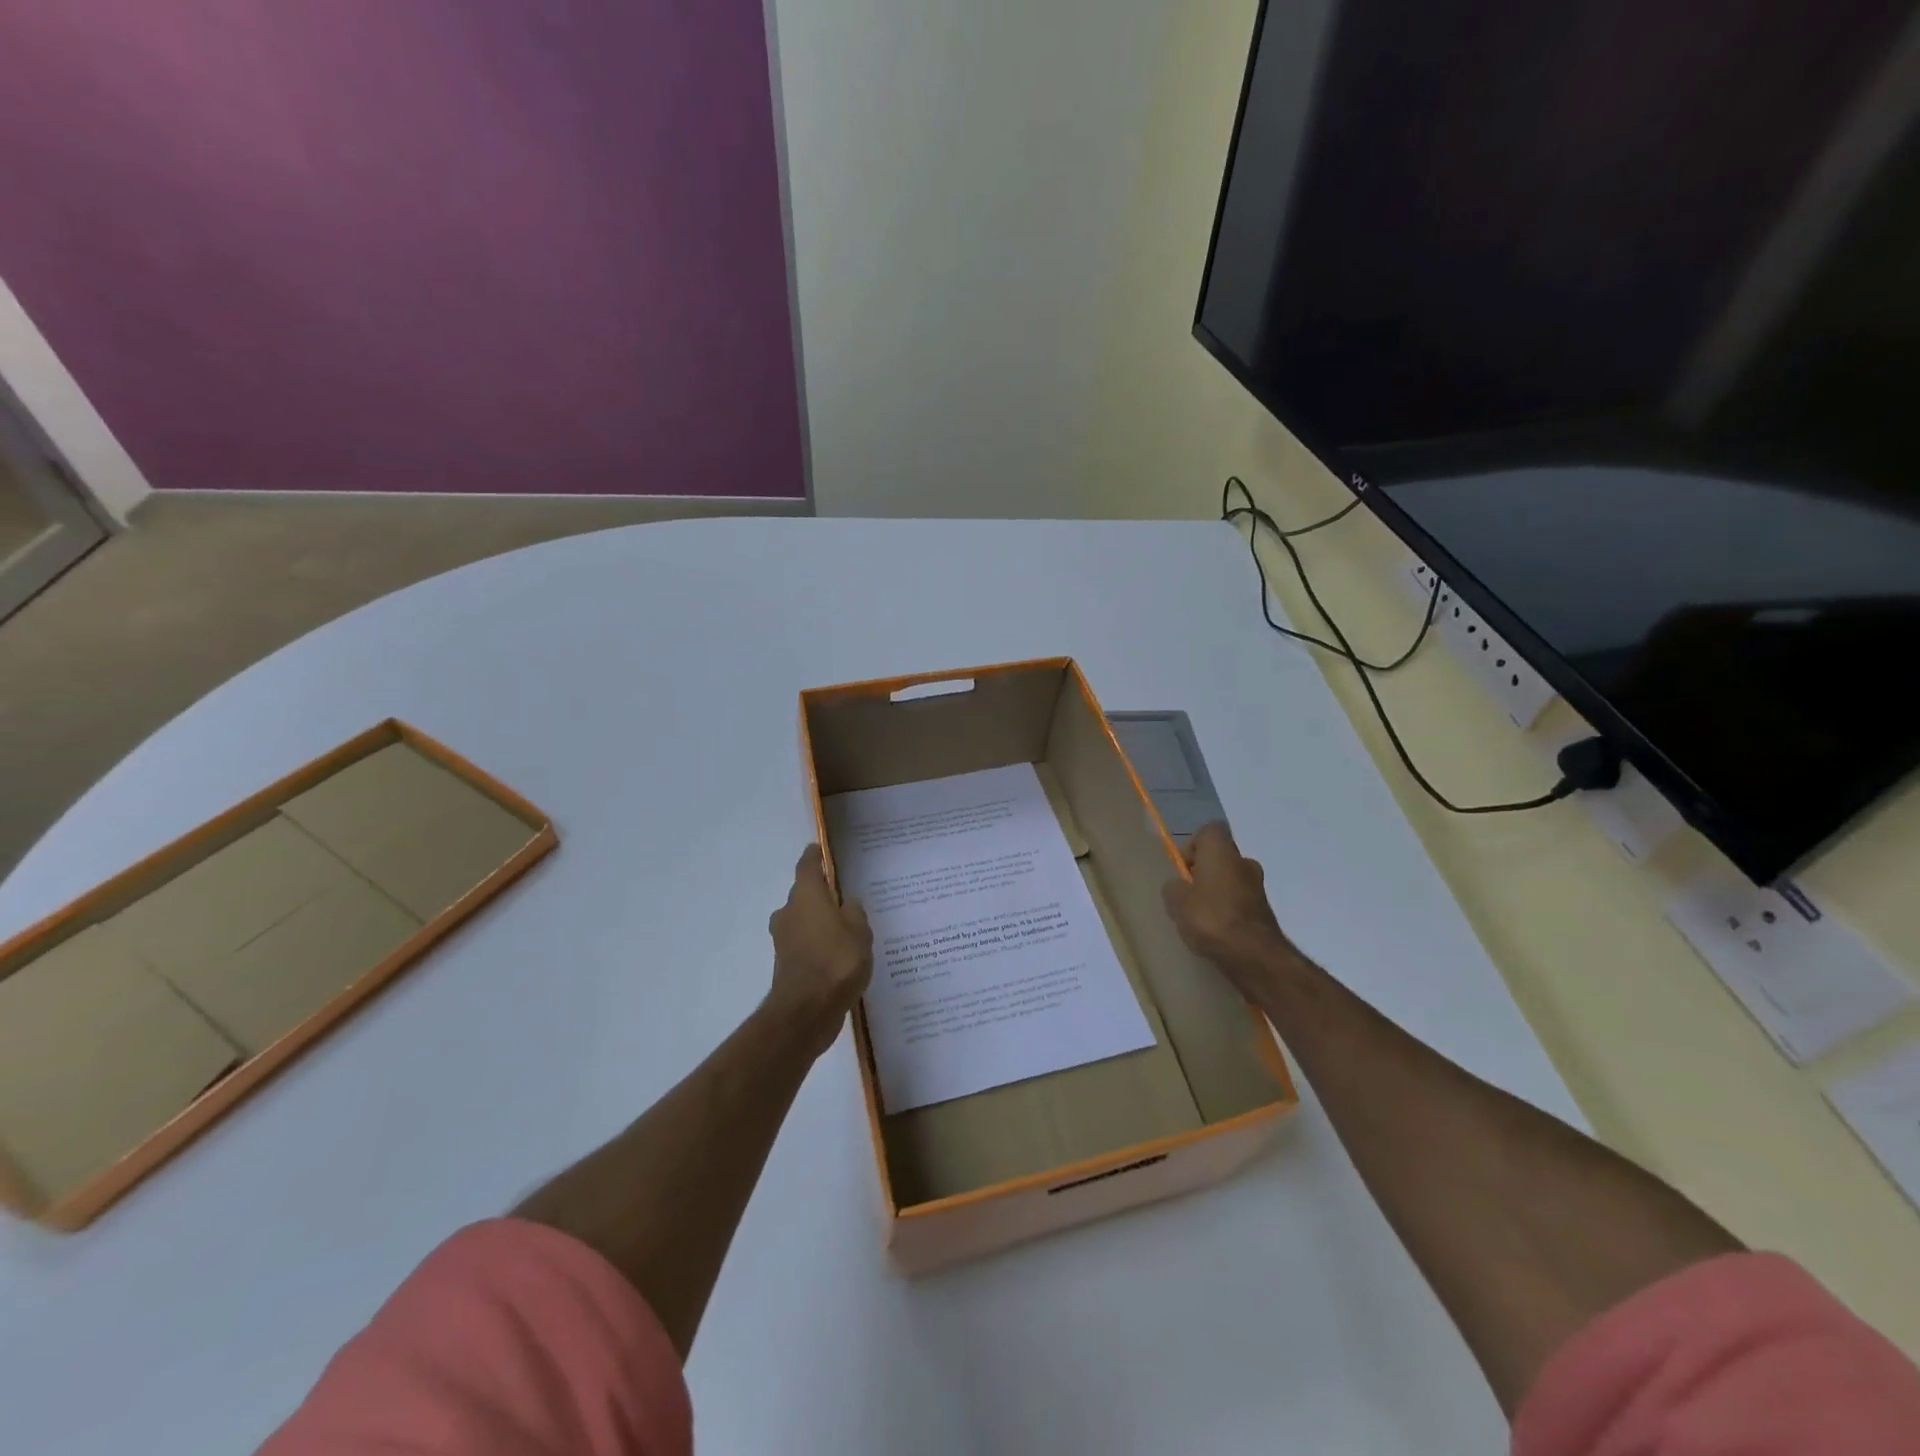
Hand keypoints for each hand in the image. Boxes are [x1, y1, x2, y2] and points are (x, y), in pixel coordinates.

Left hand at [765, 845, 873, 1056]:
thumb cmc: (836, 961)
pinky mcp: (786, 964)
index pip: (807, 866)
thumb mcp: (859, 931)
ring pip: (803, 921)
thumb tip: (848, 903)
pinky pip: (805, 944)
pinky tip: (838, 955)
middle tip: (844, 897)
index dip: (814, 856)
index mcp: (806, 896)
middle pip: (803, 895)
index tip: (819, 849)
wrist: (806, 1011)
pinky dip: (818, 945)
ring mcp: (784, 940)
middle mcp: (789, 912)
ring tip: (845, 929)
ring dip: (819, 922)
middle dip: (821, 894)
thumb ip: (855, 913)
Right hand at [1162, 822, 1298, 1003]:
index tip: (1183, 870)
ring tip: (1200, 919)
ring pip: (1231, 881)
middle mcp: (1244, 862)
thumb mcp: (1176, 901)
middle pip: (1220, 858)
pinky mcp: (1264, 912)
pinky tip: (1216, 932)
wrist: (1254, 955)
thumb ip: (1173, 888)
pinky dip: (1228, 912)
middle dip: (1203, 873)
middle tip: (1187, 896)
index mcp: (1222, 851)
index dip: (1192, 846)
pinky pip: (1239, 903)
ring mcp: (1258, 887)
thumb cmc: (1210, 917)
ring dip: (1216, 893)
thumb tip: (1178, 886)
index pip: (1209, 831)